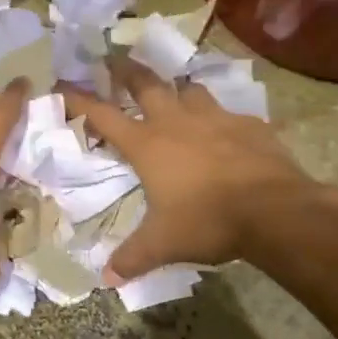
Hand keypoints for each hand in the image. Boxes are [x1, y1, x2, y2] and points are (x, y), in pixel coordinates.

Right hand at [64, 58, 337, 281]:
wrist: (276, 210)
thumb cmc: (208, 221)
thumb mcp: (163, 244)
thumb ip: (133, 257)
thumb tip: (108, 279)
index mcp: (147, 144)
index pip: (102, 115)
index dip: (79, 99)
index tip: (61, 84)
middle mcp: (176, 122)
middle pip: (146, 84)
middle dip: (127, 71)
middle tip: (115, 59)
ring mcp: (215, 118)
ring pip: (190, 89)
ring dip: (178, 89)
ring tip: (175, 92)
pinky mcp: (250, 124)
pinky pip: (230, 113)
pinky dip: (222, 118)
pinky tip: (227, 130)